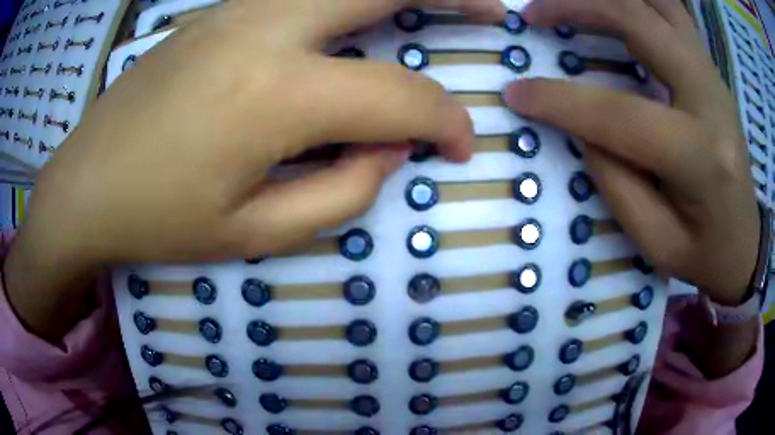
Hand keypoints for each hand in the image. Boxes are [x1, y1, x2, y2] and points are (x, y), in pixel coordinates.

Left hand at [4, 0, 504, 338]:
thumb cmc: (157, 220)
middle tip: (493, 11)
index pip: (399, 97)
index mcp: (275, 94)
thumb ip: (342, 192)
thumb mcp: (255, 233)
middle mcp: (265, 28)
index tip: (461, 145)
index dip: (445, 122)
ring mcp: (237, 9)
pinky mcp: (217, 11)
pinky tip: (357, 18)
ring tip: (442, 4)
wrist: (85, 186)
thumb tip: (388, 149)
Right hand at [504, 0, 760, 305]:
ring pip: (658, 3)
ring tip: (569, 3)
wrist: (746, 241)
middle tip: (534, 14)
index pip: (622, 114)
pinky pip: (671, 12)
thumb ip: (617, 184)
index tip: (516, 94)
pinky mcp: (709, 69)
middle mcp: (711, 98)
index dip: (562, 101)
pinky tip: (612, 6)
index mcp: (702, 156)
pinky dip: (637, 1)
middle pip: (640, 23)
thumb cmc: (705, 253)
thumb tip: (583, 128)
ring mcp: (713, 75)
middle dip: (579, 7)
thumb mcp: (657, 242)